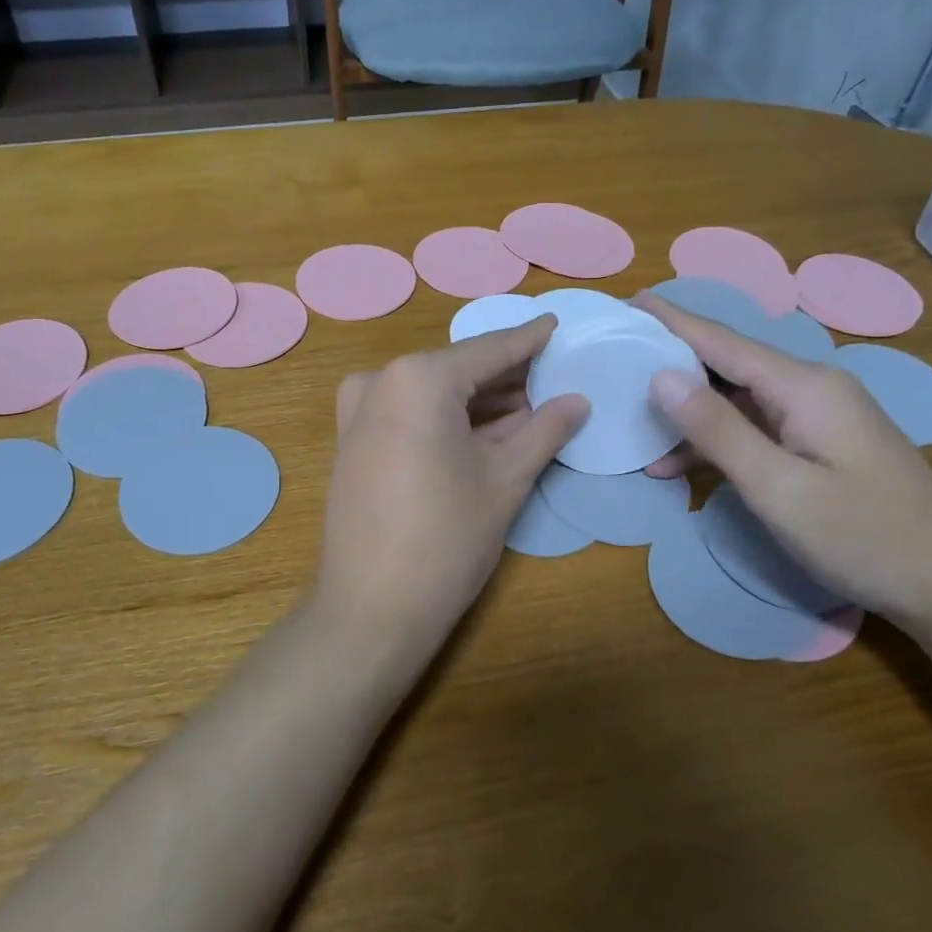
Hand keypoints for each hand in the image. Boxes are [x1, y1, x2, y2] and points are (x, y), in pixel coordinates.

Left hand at [313, 317, 588, 662]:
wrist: (371, 608)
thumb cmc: (447, 538)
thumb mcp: (506, 479)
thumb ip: (544, 430)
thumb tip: (578, 401)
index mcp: (418, 377)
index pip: (489, 350)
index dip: (529, 339)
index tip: (557, 323)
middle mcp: (380, 381)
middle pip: (458, 370)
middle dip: (507, 377)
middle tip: (555, 378)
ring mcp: (358, 411)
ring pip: (432, 393)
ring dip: (479, 401)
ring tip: (532, 407)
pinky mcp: (352, 441)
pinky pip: (409, 414)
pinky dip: (447, 418)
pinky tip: (486, 430)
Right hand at [638, 293, 931, 627]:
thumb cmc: (863, 537)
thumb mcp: (778, 488)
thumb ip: (718, 430)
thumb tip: (661, 376)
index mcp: (804, 387)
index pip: (722, 341)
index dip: (673, 321)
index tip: (630, 300)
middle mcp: (812, 388)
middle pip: (729, 364)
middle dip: (674, 359)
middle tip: (621, 357)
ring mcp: (820, 417)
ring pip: (739, 399)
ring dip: (690, 413)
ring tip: (634, 421)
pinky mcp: (822, 444)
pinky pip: (757, 427)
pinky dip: (718, 441)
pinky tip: (679, 465)